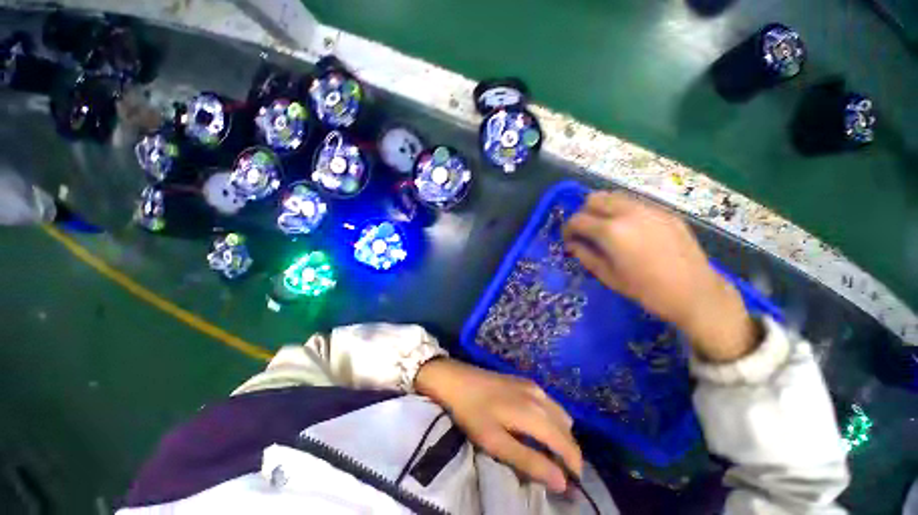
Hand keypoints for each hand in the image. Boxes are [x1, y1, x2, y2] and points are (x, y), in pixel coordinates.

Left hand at [415, 359, 581, 492]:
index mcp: (534, 413)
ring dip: (560, 434)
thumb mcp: (495, 442)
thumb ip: (529, 461)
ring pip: (559, 414)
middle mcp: (539, 396)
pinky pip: (548, 402)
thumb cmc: (472, 412)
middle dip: (567, 451)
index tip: (571, 484)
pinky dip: (551, 419)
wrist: (456, 378)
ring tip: (546, 451)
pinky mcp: (524, 381)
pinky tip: (535, 427)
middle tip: (555, 470)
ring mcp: (532, 385)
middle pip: (566, 428)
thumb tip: (562, 482)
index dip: (574, 465)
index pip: (567, 443)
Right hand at [563, 191, 756, 362]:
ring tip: (606, 228)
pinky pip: (635, 203)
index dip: (567, 229)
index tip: (569, 240)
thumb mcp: (608, 276)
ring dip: (603, 209)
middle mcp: (628, 212)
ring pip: (615, 196)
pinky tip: (630, 230)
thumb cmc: (646, 290)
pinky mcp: (665, 212)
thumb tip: (572, 244)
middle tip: (586, 232)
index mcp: (611, 231)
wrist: (695, 293)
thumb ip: (585, 255)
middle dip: (584, 213)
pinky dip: (623, 211)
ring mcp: (650, 209)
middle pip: (594, 198)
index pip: (577, 219)